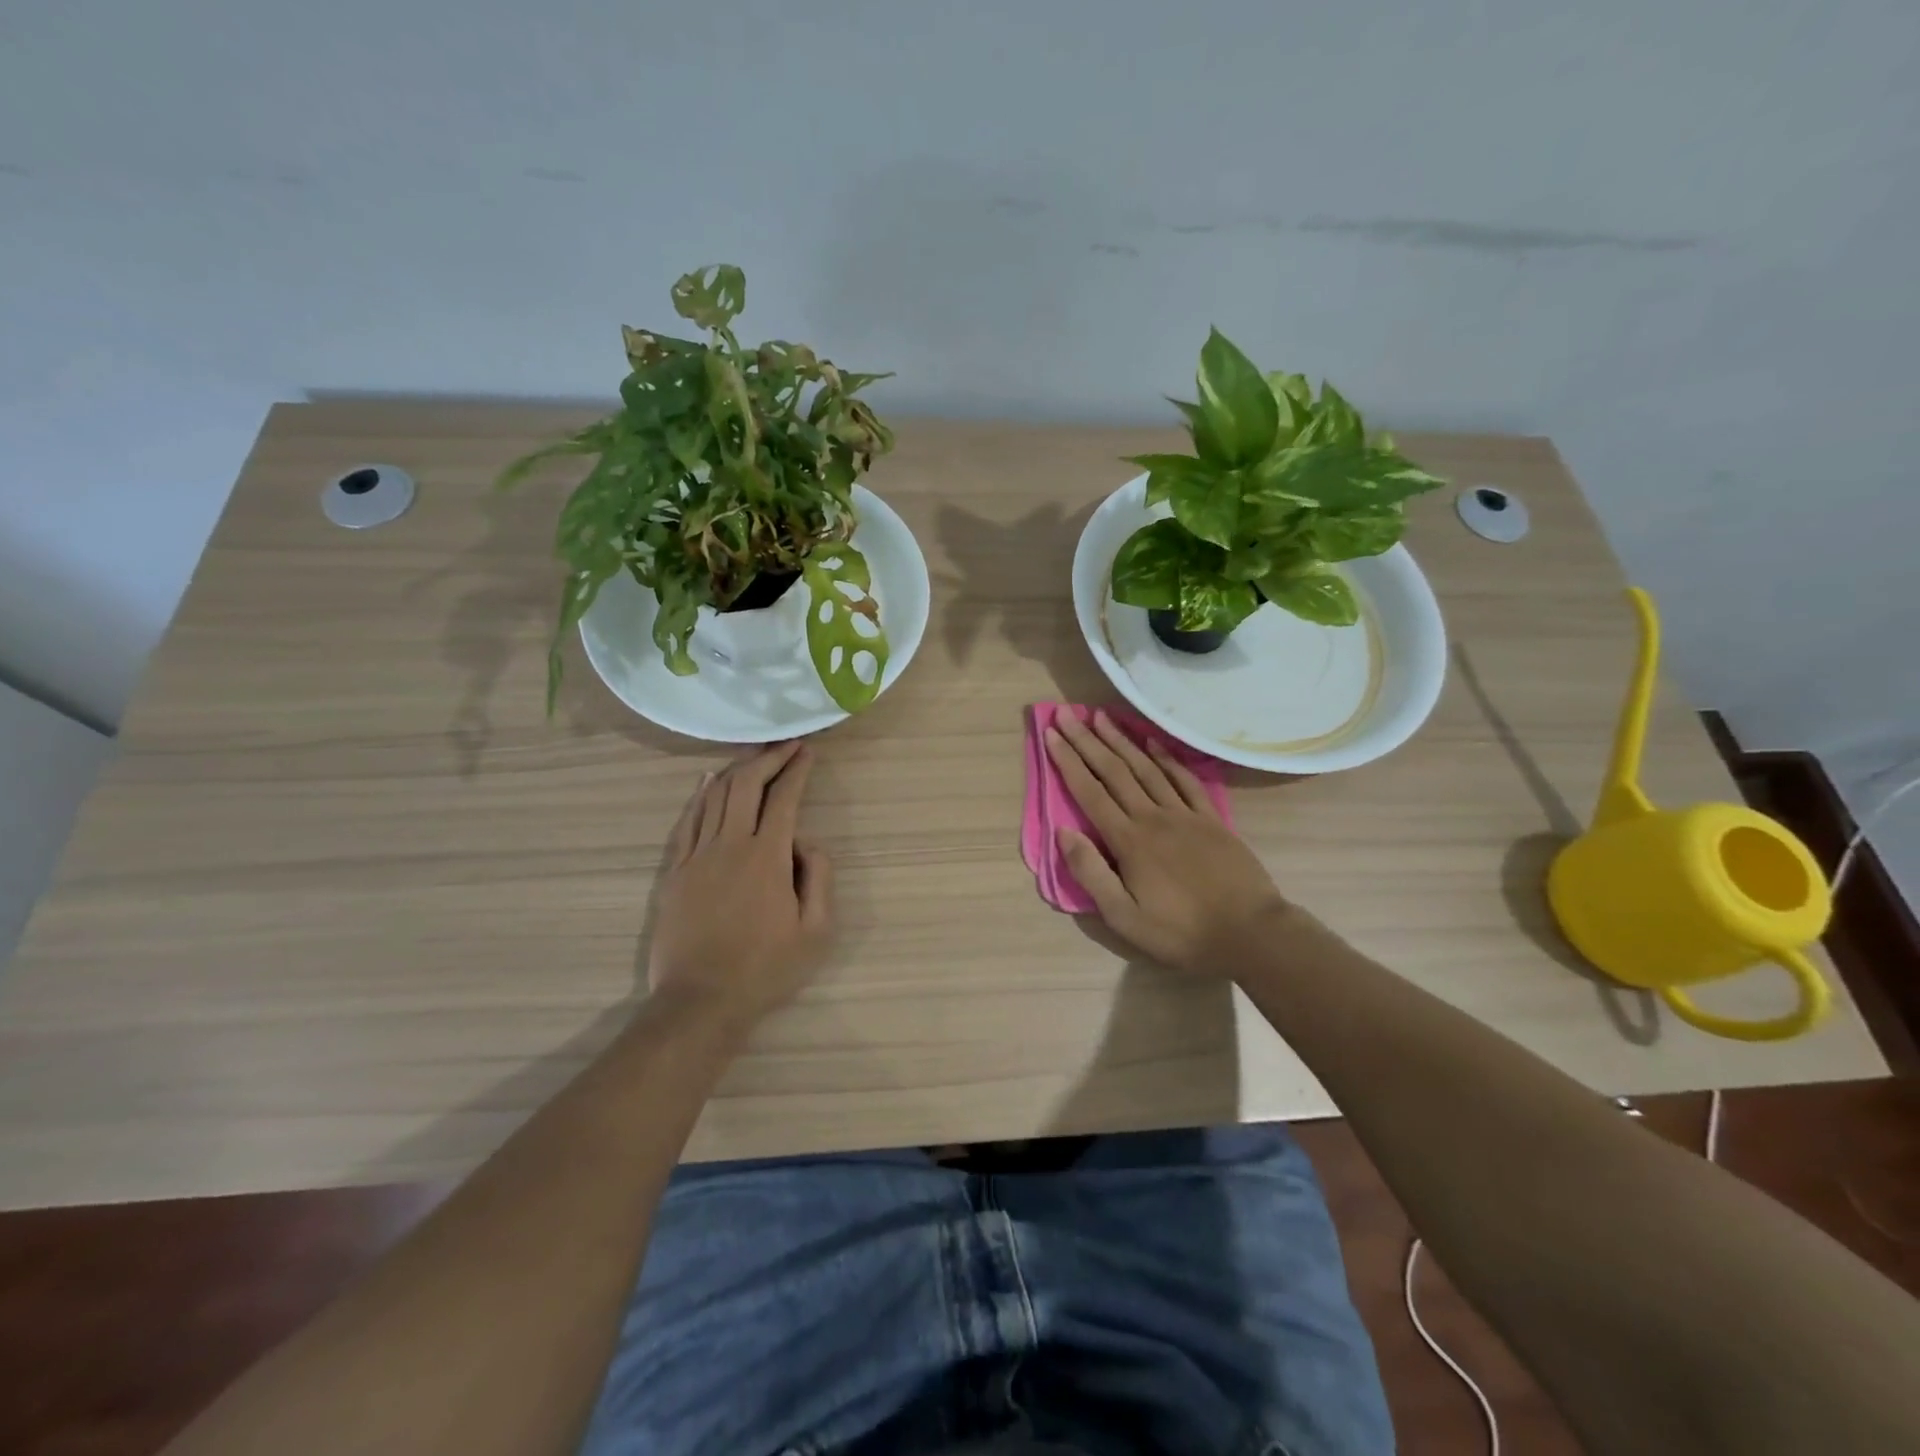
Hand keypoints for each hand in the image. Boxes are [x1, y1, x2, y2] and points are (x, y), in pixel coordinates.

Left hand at [647, 742, 833, 1026]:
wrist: (701, 1002)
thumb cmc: (765, 969)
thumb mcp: (817, 931)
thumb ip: (820, 877)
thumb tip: (806, 843)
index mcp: (767, 857)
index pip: (784, 798)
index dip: (796, 770)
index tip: (807, 752)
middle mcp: (730, 845)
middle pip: (745, 784)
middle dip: (767, 758)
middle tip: (784, 746)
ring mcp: (696, 857)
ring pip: (713, 796)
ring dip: (735, 769)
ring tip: (753, 756)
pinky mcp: (674, 872)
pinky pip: (687, 821)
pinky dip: (699, 795)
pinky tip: (707, 781)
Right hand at [1045, 710, 1292, 974]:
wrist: (1250, 932)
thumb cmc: (1181, 931)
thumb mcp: (1124, 917)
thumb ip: (1091, 873)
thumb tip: (1064, 832)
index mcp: (1129, 841)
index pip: (1090, 792)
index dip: (1068, 761)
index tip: (1051, 734)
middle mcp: (1153, 817)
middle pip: (1114, 771)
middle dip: (1087, 741)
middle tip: (1067, 712)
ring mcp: (1184, 814)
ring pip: (1146, 767)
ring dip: (1121, 740)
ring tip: (1101, 716)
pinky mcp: (1211, 818)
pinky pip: (1184, 779)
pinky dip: (1166, 757)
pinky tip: (1152, 742)